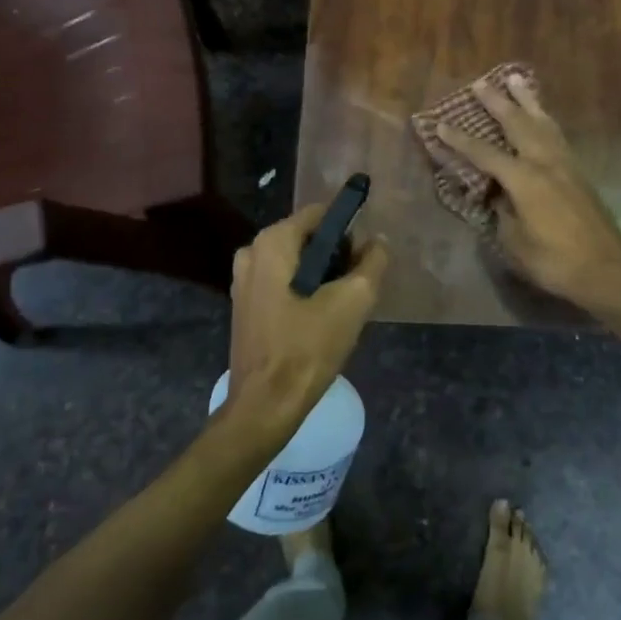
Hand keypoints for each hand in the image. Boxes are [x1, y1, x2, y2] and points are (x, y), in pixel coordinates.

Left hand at [223, 205, 388, 445]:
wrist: (265, 405)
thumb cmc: (308, 348)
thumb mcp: (353, 301)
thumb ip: (372, 262)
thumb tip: (377, 242)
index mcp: (272, 242)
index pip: (321, 214)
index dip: (349, 230)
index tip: (367, 257)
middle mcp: (251, 251)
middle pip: (308, 237)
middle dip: (336, 255)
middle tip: (357, 287)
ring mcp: (243, 279)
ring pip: (296, 262)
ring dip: (322, 276)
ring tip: (341, 307)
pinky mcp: (245, 304)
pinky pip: (282, 282)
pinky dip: (304, 291)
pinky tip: (319, 320)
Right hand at [433, 75, 620, 316]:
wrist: (607, 271)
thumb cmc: (556, 262)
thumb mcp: (516, 243)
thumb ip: (502, 213)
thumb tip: (497, 195)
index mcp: (525, 180)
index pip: (484, 153)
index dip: (460, 140)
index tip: (440, 124)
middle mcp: (545, 163)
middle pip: (517, 124)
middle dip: (497, 102)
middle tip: (481, 83)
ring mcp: (565, 165)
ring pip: (542, 122)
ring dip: (527, 100)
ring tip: (516, 79)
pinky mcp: (578, 172)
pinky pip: (556, 135)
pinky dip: (544, 119)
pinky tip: (541, 116)